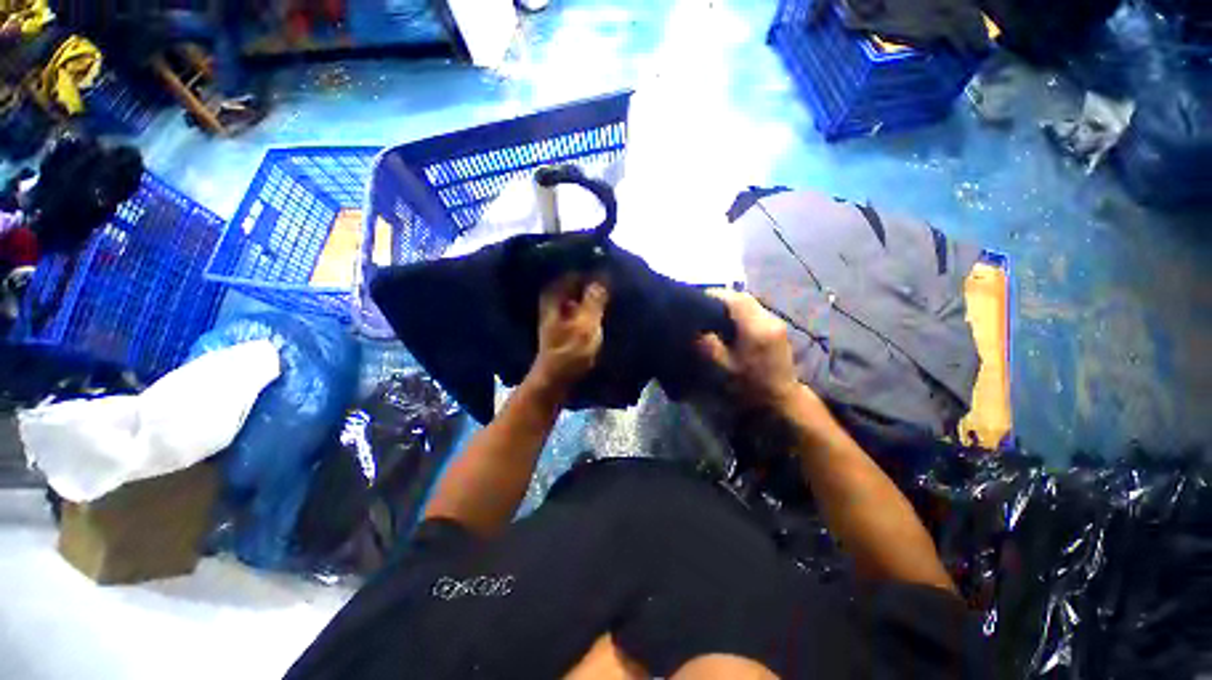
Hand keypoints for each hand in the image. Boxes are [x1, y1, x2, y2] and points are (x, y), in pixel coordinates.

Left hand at [528, 276, 608, 398]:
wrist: (555, 380)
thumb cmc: (570, 353)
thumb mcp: (585, 325)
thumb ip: (595, 299)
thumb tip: (602, 274)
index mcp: (554, 294)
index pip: (576, 270)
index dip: (594, 270)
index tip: (614, 270)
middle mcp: (554, 298)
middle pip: (578, 281)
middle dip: (596, 281)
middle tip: (618, 281)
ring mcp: (559, 311)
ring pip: (580, 295)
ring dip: (595, 294)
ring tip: (615, 293)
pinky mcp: (565, 323)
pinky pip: (581, 307)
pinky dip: (592, 306)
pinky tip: (606, 308)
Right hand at [697, 289, 804, 408]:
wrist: (781, 403)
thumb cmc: (750, 386)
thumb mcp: (723, 368)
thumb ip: (707, 344)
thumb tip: (695, 327)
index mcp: (756, 326)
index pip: (734, 298)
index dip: (714, 295)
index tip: (696, 300)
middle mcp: (769, 320)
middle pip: (743, 298)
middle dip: (722, 300)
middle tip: (703, 309)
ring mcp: (776, 325)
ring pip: (750, 306)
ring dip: (731, 308)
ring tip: (713, 317)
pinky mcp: (777, 332)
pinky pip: (755, 315)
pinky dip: (740, 316)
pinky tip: (730, 328)